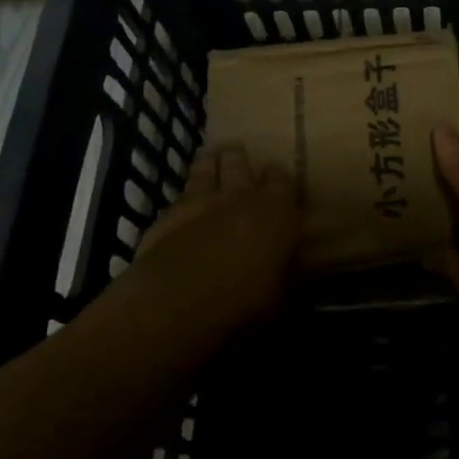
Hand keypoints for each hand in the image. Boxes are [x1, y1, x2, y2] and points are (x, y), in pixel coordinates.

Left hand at [135, 143, 298, 327]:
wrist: (177, 305)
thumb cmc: (244, 302)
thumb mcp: (282, 296)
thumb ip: (286, 272)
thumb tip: (293, 269)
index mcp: (275, 209)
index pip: (282, 178)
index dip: (279, 177)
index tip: (278, 181)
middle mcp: (238, 196)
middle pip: (238, 161)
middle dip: (238, 157)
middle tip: (237, 154)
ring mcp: (197, 202)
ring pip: (204, 169)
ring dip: (208, 163)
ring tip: (210, 158)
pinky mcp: (165, 218)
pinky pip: (177, 198)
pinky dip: (183, 200)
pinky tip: (181, 205)